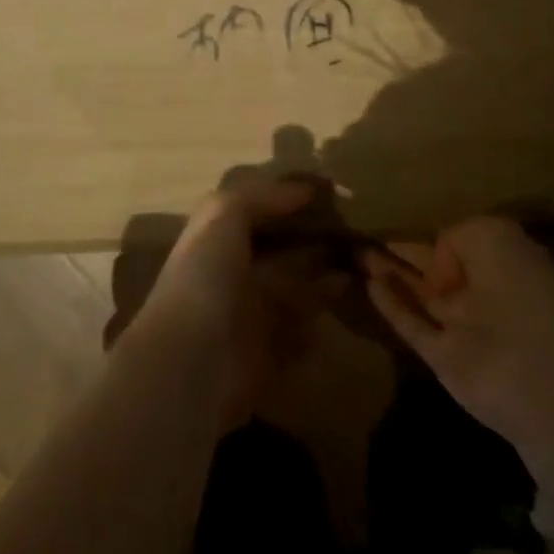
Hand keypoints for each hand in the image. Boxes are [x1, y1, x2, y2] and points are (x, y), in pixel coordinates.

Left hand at [118, 176, 343, 425]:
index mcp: (218, 242)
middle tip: (358, 236)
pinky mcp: (266, 362)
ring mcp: (249, 321)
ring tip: (363, 272)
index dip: (290, 204)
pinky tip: (341, 314)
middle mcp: (233, 278)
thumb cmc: (205, 280)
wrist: (190, 365)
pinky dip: (316, 332)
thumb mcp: (222, 216)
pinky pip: (298, 342)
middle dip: (316, 245)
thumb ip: (261, 197)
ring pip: (294, 296)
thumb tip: (306, 188)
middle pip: (282, 256)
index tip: (332, 195)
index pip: (258, 216)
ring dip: (324, 286)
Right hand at [366, 217, 553, 483]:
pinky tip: (368, 283)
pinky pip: (411, 325)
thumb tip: (437, 265)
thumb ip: (455, 237)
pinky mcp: (444, 358)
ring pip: (419, 293)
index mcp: (505, 261)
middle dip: (406, 249)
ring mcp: (463, 328)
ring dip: (390, 271)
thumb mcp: (493, 236)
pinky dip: (391, 305)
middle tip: (367, 229)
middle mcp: (483, 292)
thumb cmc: (525, 294)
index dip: (438, 231)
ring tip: (356, 249)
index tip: (409, 217)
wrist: (549, 386)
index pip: (462, 240)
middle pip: (436, 266)